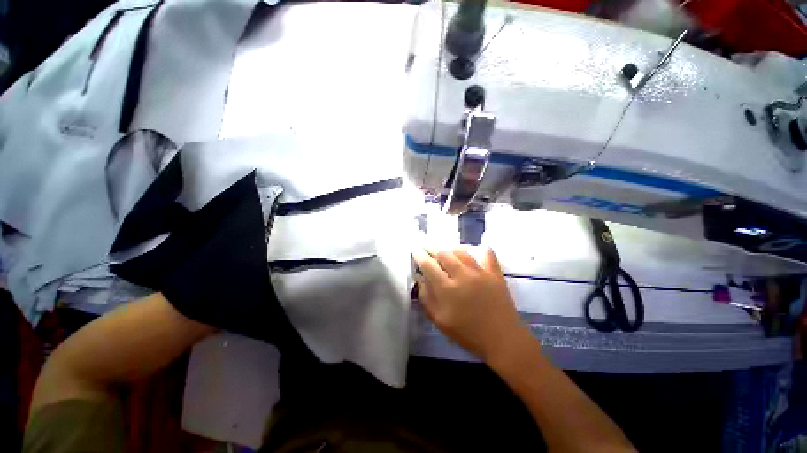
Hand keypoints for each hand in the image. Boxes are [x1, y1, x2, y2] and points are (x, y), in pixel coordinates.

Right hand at [412, 246, 525, 362]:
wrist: (502, 339)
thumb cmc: (468, 333)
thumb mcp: (440, 321)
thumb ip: (426, 298)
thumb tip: (419, 279)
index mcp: (447, 288)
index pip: (428, 265)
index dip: (419, 255)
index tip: (415, 249)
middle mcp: (462, 275)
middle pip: (444, 253)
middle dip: (432, 247)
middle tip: (426, 244)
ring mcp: (480, 272)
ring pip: (462, 251)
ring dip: (451, 248)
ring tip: (446, 249)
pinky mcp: (494, 273)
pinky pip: (487, 254)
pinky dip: (481, 249)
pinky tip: (476, 249)